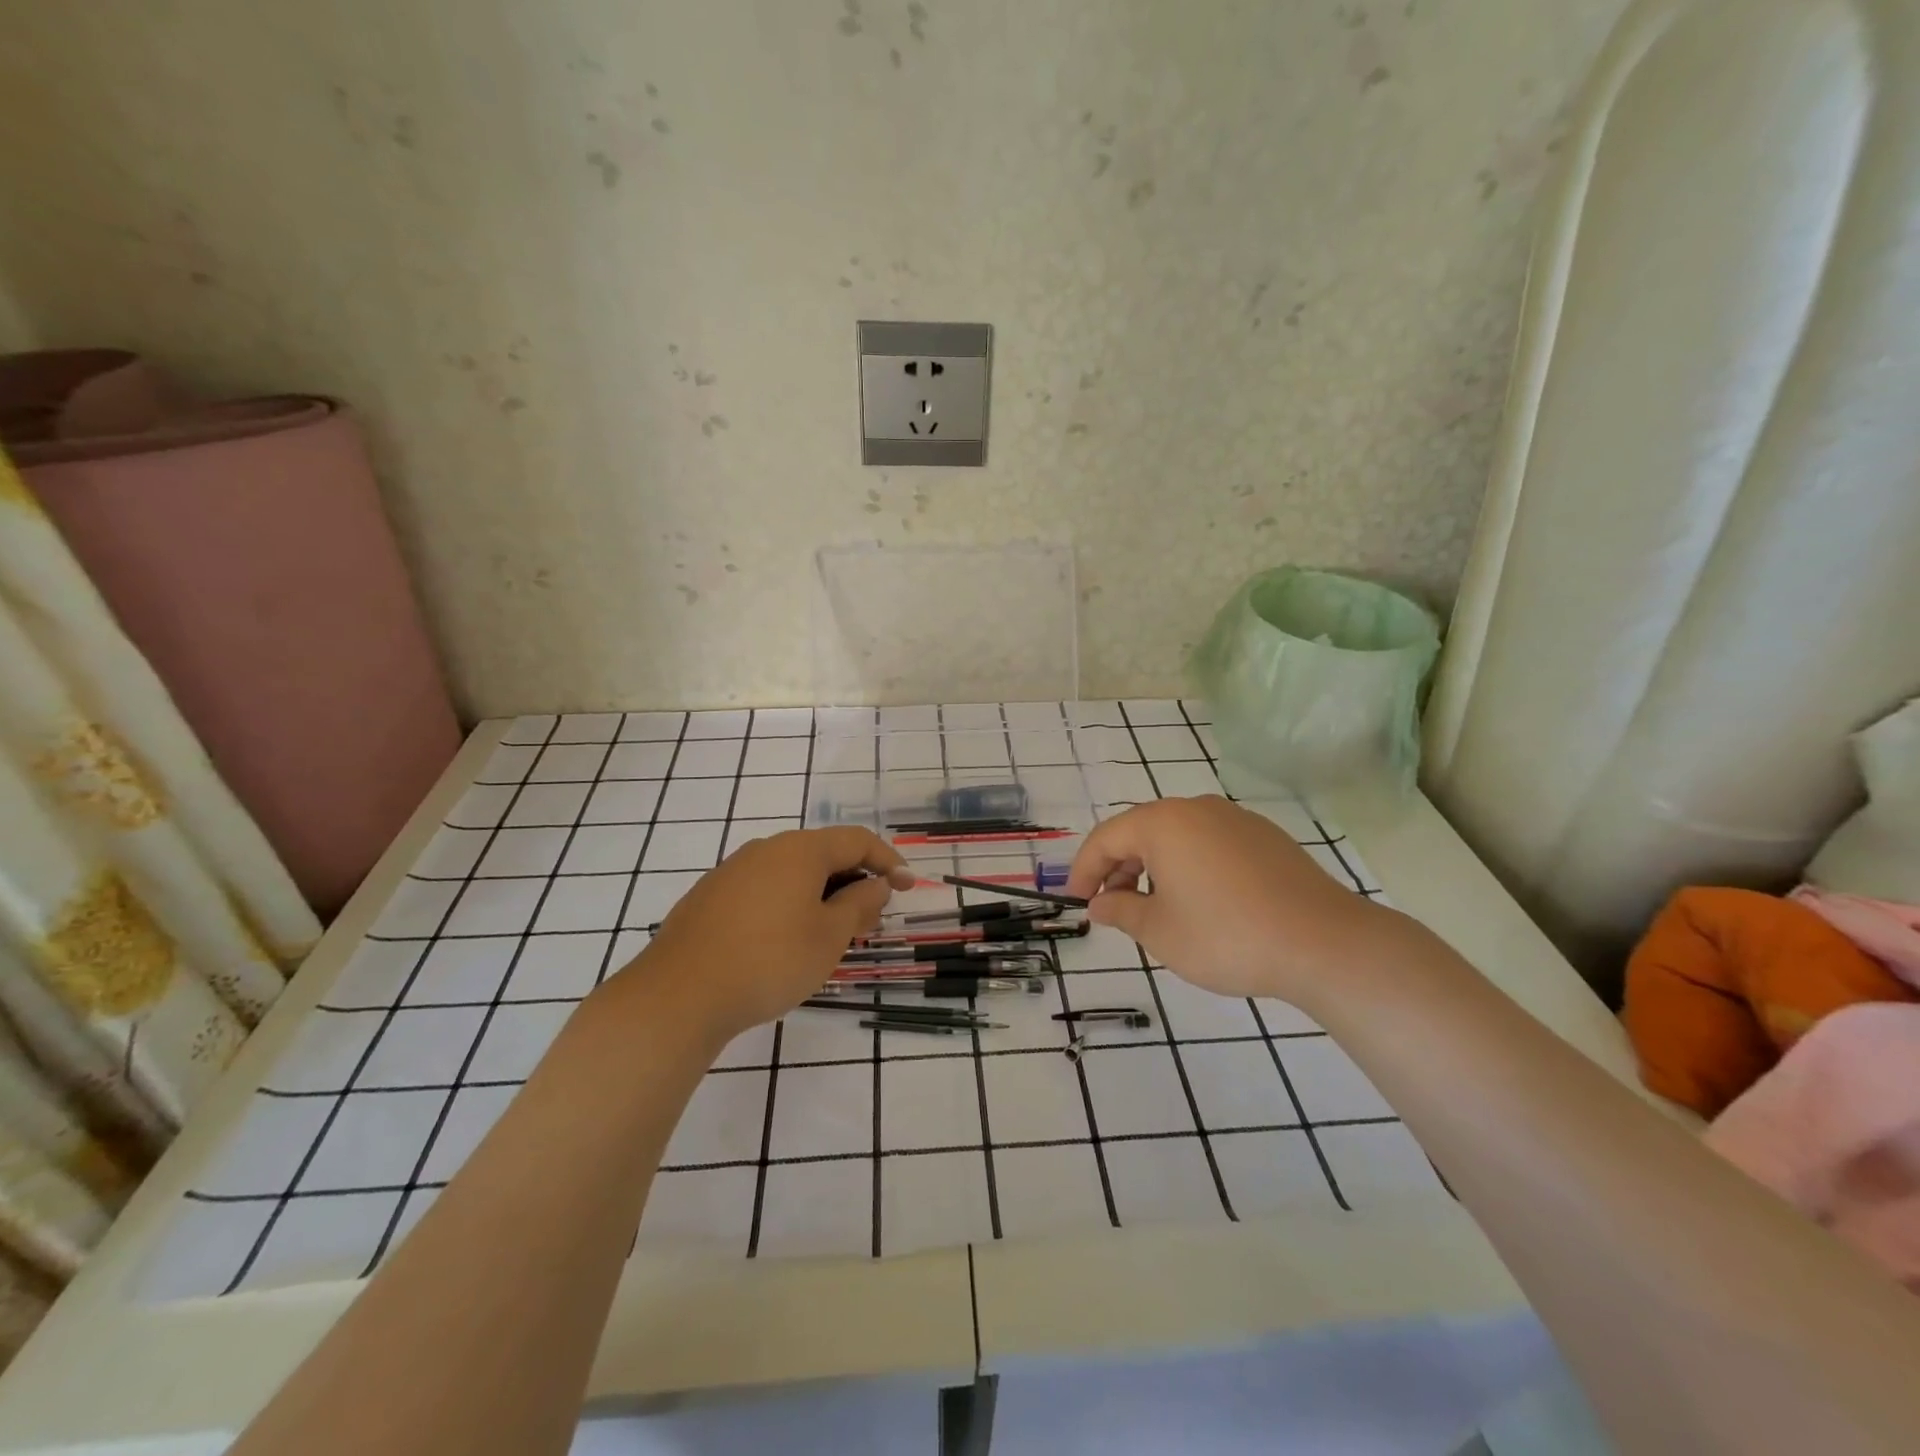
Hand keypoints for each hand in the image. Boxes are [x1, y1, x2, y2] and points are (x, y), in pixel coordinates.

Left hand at [610, 827, 913, 1047]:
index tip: (908, 886)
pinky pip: (764, 890)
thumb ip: (859, 904)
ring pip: (792, 874)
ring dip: (821, 896)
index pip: (857, 841)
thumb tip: (876, 884)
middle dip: (854, 882)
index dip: (888, 861)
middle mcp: (766, 849)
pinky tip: (786, 941)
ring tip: (832, 934)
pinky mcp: (709, 897)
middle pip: (823, 855)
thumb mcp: (829, 936)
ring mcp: (732, 871)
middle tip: (871, 920)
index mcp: (800, 850)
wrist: (679, 994)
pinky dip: (789, 905)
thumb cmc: (770, 960)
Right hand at [1066, 797, 1398, 1005]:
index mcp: (1163, 823)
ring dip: (1154, 868)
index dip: (1084, 869)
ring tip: (1154, 909)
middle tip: (1112, 907)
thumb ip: (1120, 911)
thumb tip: (1099, 903)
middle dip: (1119, 868)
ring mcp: (1235, 820)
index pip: (1106, 838)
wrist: (1323, 943)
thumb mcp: (1159, 931)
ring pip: (1177, 837)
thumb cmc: (1226, 936)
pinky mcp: (1265, 838)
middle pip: (1141, 832)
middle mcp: (1196, 809)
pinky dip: (1189, 866)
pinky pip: (1209, 844)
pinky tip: (1199, 902)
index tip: (1077, 900)